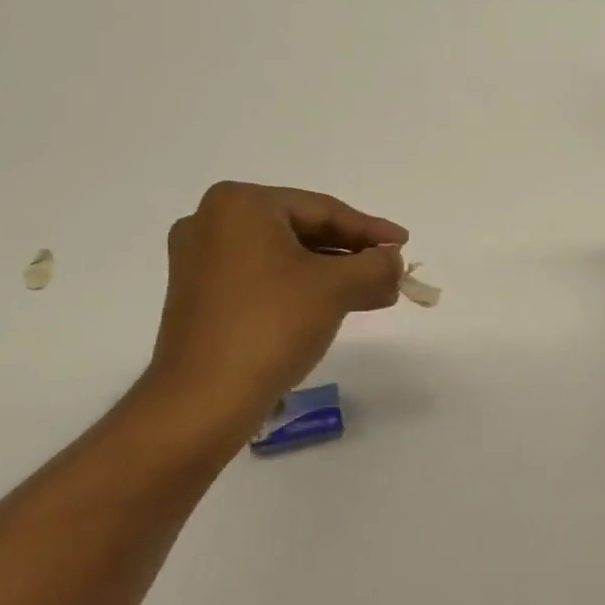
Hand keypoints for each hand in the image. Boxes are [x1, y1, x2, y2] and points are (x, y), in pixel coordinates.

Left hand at [141, 183, 405, 436]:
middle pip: (303, 231)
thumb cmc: (272, 325)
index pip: (323, 210)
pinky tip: (338, 305)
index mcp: (241, 205)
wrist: (204, 399)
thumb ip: (376, 265)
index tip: (404, 244)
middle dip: (353, 255)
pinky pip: (265, 278)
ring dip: (333, 275)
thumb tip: (393, 259)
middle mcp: (213, 222)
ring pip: (286, 258)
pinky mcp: (201, 296)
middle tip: (392, 271)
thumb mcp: (337, 287)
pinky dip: (303, 288)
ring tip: (376, 294)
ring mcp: (201, 260)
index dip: (371, 229)